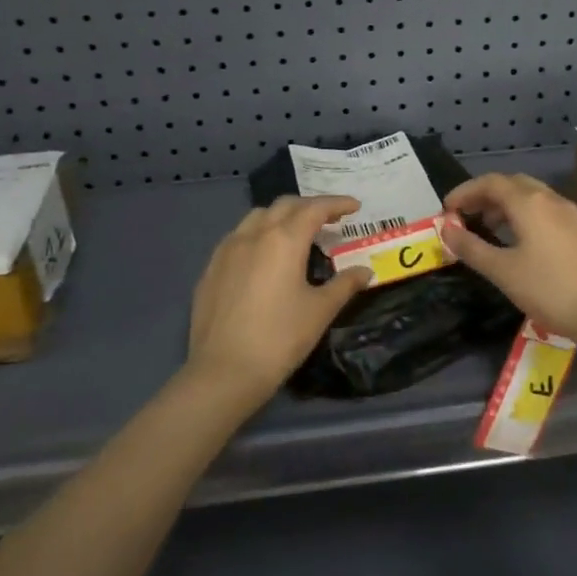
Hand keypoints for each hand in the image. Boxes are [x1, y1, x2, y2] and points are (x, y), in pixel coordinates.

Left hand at [186, 196, 372, 401]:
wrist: (224, 371)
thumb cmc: (280, 338)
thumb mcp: (320, 311)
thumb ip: (344, 285)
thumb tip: (365, 271)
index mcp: (284, 240)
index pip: (314, 209)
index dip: (337, 203)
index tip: (354, 206)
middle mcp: (254, 234)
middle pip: (284, 205)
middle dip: (309, 206)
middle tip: (329, 219)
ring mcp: (227, 250)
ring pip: (256, 217)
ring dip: (280, 216)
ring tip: (295, 232)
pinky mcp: (211, 268)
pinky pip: (237, 237)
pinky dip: (257, 234)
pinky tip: (262, 256)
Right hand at [438, 174, 576, 346]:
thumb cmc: (550, 289)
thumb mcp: (503, 272)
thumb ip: (472, 248)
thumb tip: (446, 229)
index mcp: (530, 203)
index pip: (490, 183)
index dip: (465, 191)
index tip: (447, 209)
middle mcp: (552, 200)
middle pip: (513, 184)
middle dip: (486, 195)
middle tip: (467, 216)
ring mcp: (573, 214)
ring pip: (534, 197)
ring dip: (508, 206)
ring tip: (491, 230)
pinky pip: (549, 212)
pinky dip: (528, 217)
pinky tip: (524, 244)